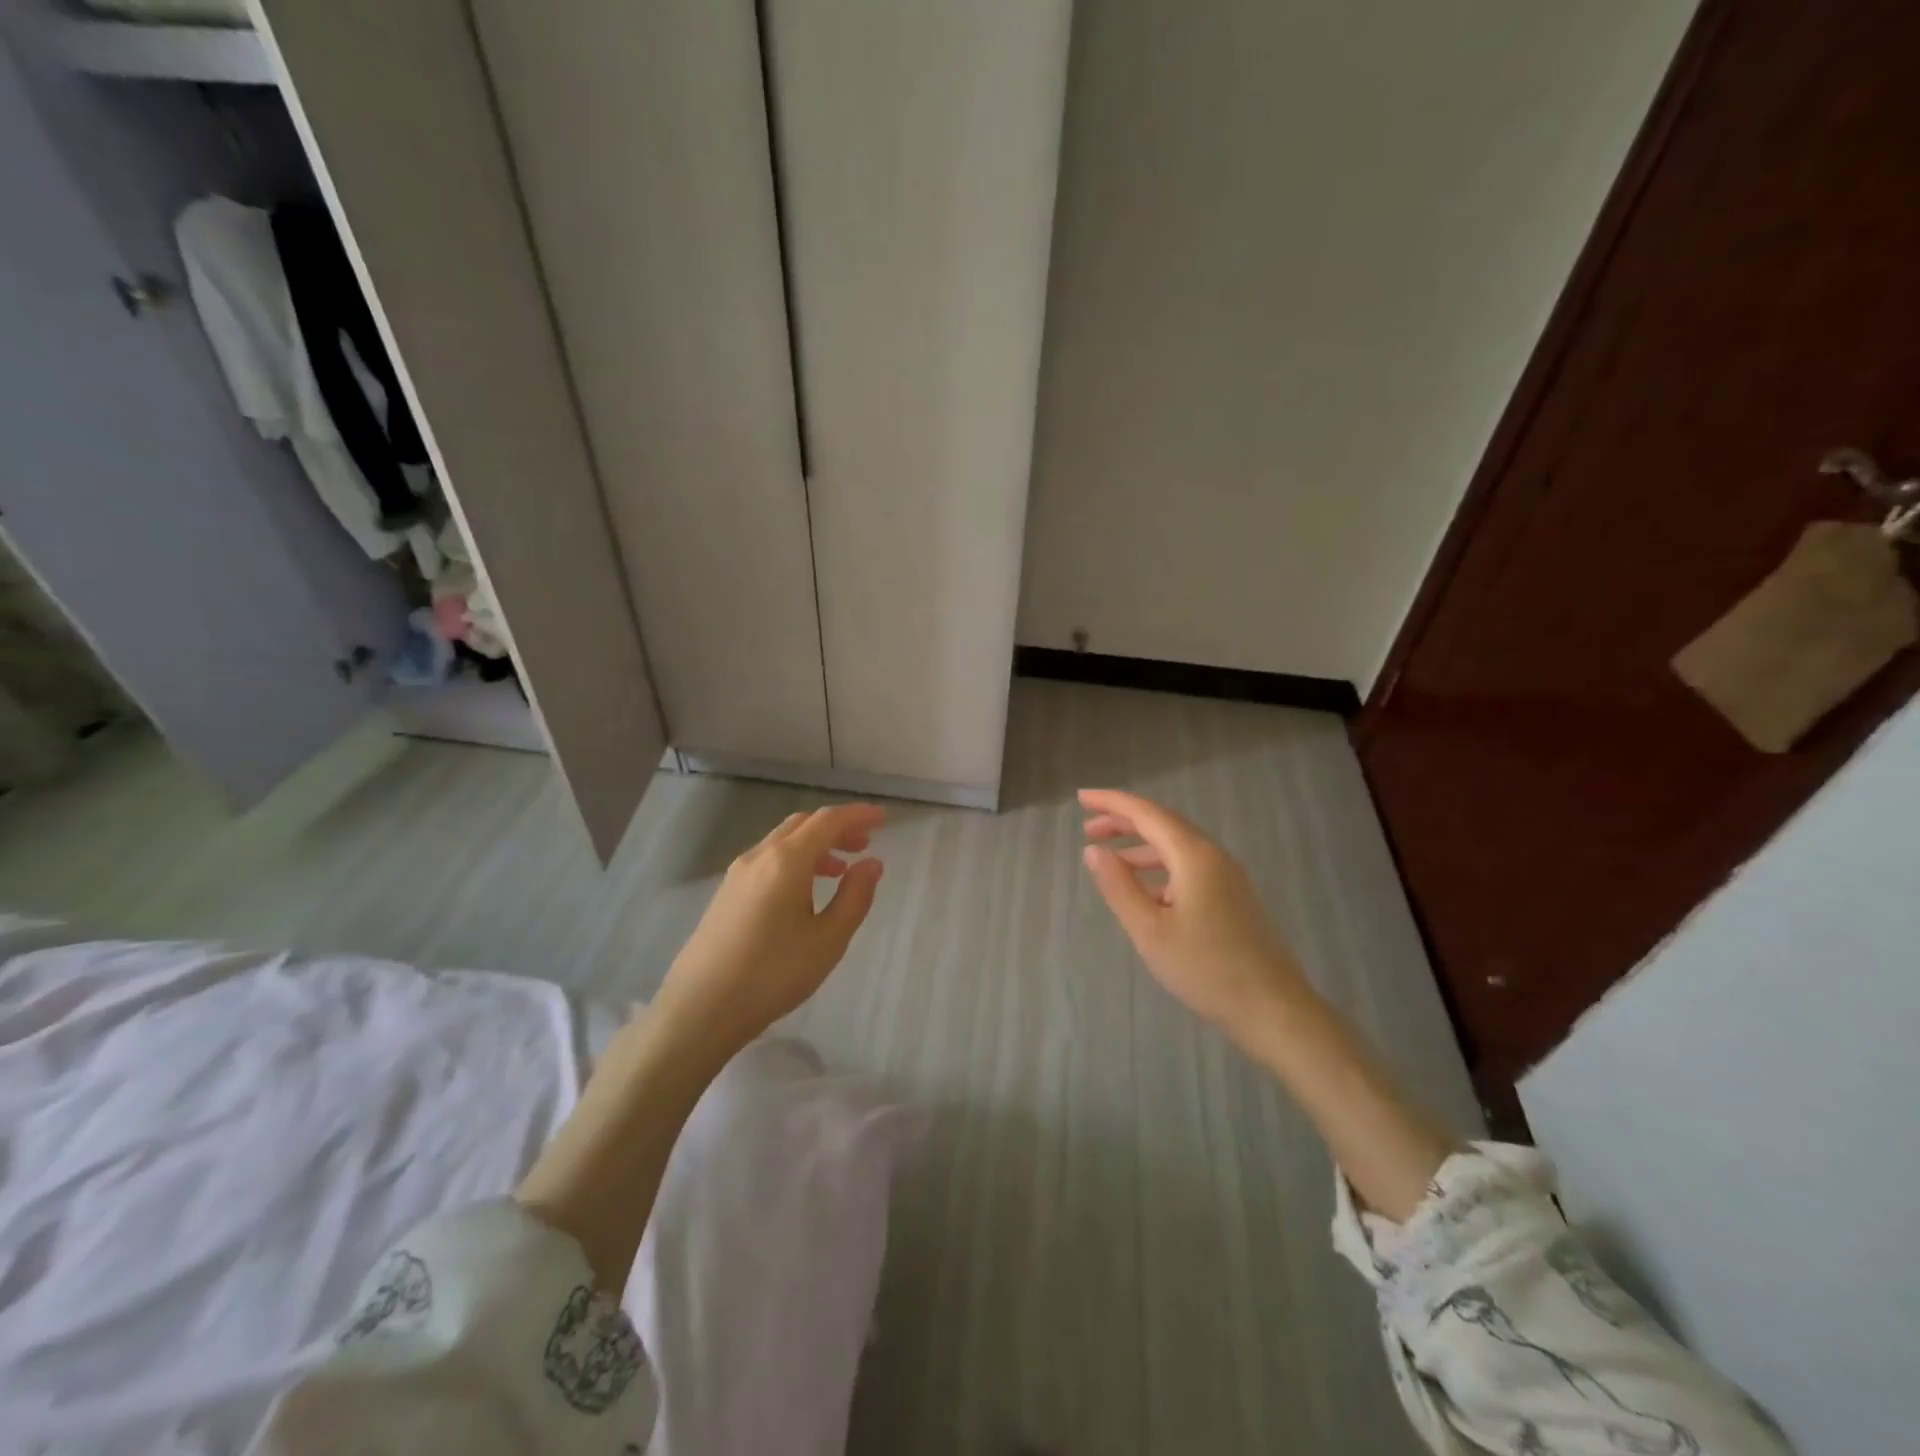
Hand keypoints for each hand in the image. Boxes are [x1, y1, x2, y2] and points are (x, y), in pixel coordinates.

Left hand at [649, 803, 885, 1066]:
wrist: (699, 1009)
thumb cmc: (772, 974)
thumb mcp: (828, 940)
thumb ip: (855, 896)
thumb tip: (872, 863)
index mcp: (787, 860)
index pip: (828, 821)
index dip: (857, 815)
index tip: (883, 818)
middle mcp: (760, 856)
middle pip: (803, 824)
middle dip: (836, 828)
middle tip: (864, 845)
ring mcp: (737, 874)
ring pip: (783, 841)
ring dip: (815, 845)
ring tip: (840, 870)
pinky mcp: (726, 893)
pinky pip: (768, 860)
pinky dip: (795, 860)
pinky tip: (804, 892)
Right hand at [1079, 788, 1303, 1037]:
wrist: (1274, 1010)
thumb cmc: (1206, 969)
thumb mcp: (1150, 931)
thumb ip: (1119, 887)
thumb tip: (1093, 851)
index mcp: (1194, 856)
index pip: (1147, 813)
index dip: (1112, 803)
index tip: (1081, 798)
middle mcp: (1213, 857)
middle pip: (1163, 824)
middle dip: (1124, 821)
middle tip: (1088, 828)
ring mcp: (1227, 878)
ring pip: (1177, 847)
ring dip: (1141, 846)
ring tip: (1109, 859)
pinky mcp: (1232, 898)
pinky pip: (1189, 868)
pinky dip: (1159, 869)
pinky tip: (1144, 891)